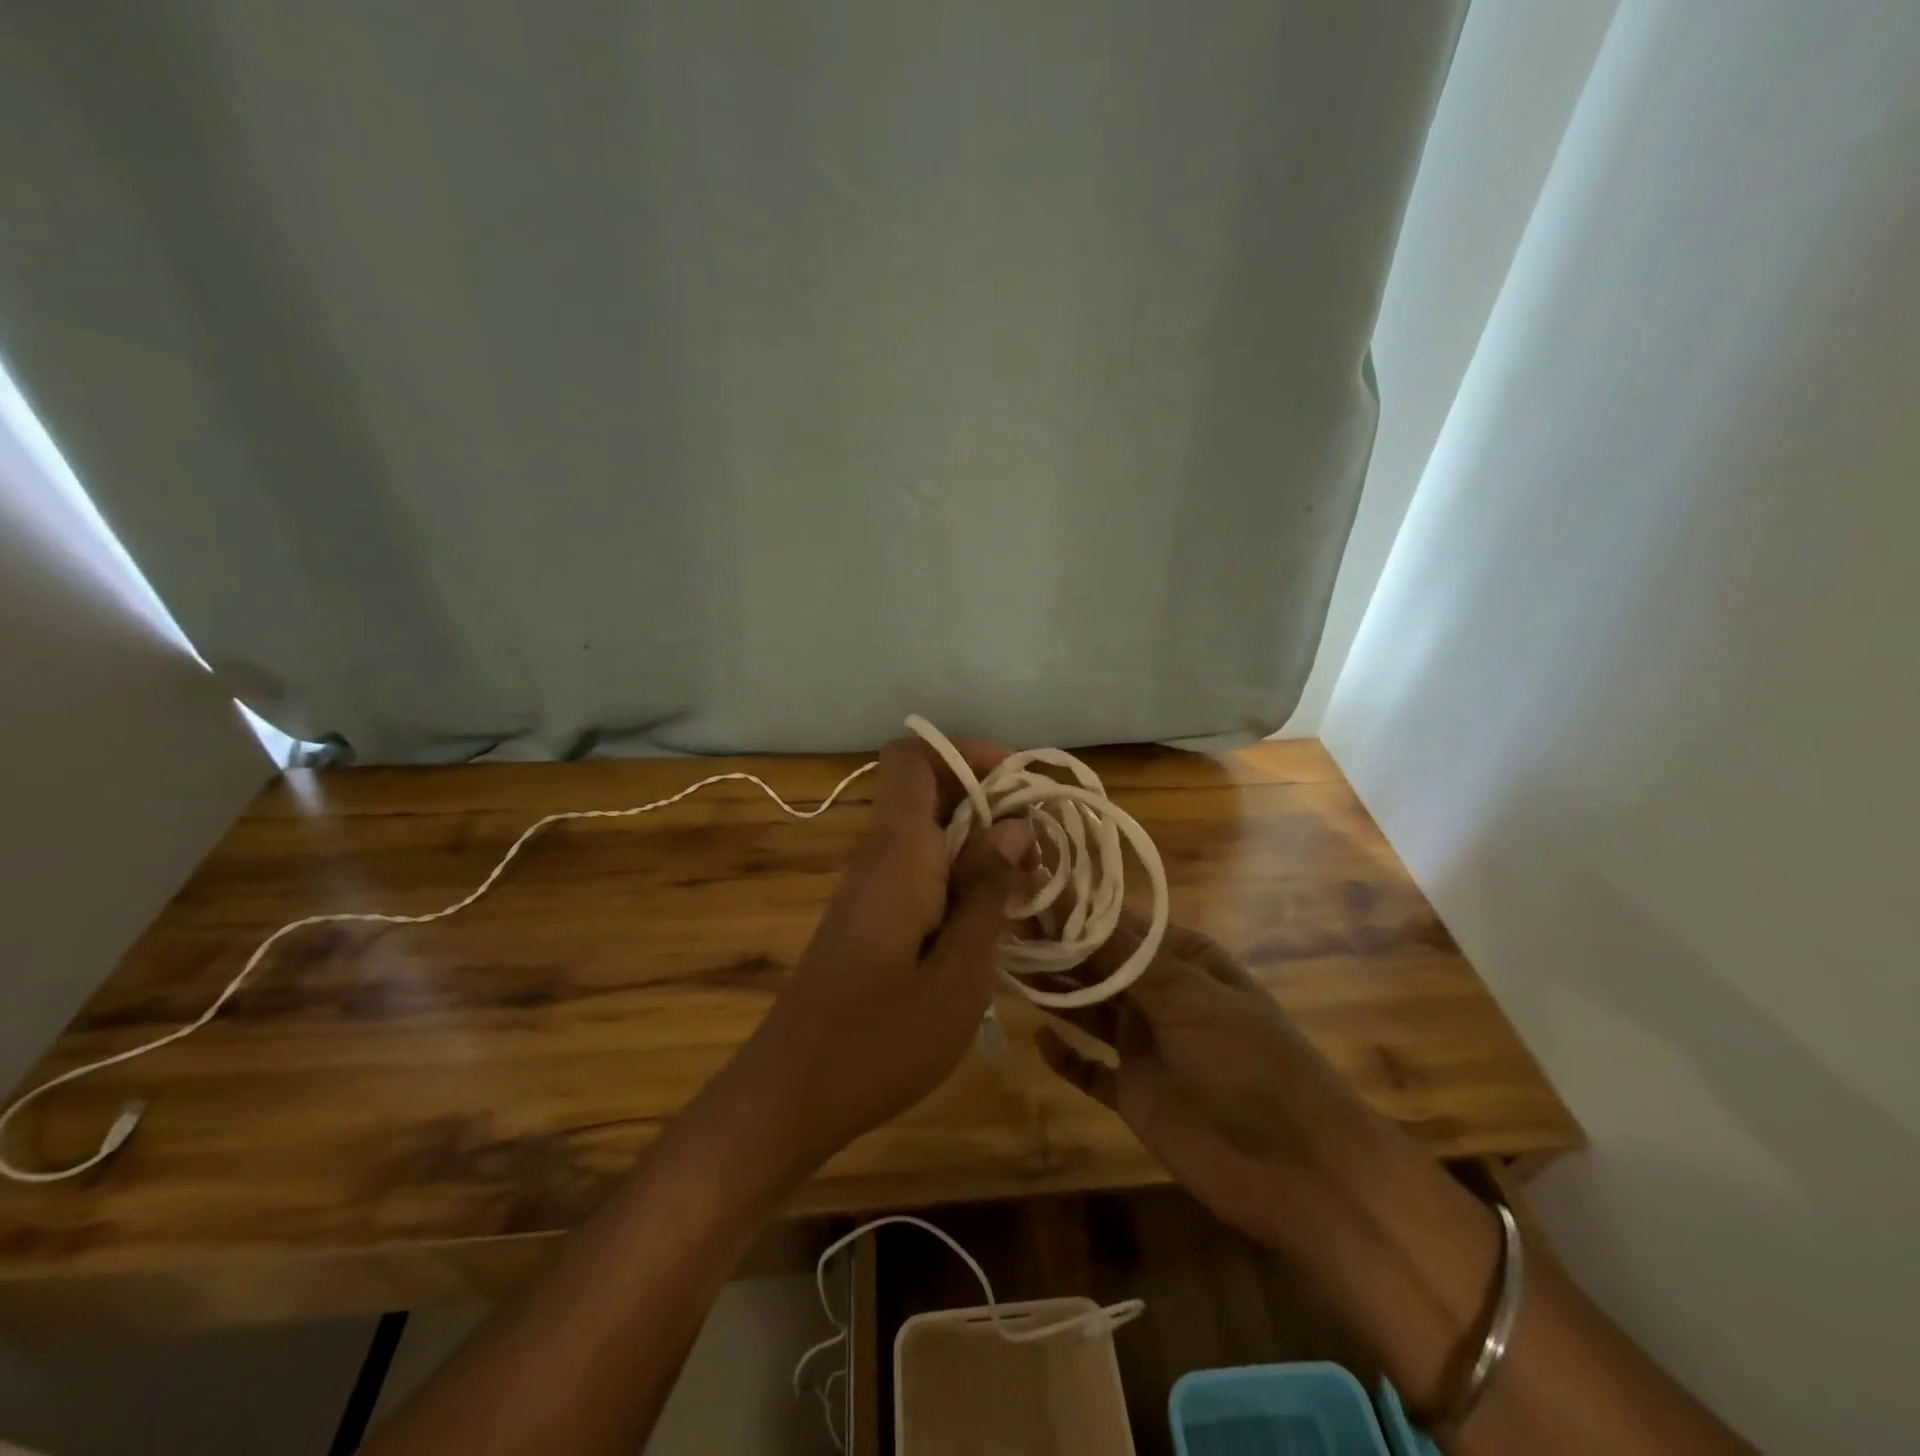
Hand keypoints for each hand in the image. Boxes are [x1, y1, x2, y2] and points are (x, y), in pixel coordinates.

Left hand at [741, 736, 1033, 1168]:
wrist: (793, 1092)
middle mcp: (879, 855)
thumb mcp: (959, 970)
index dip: (965, 753)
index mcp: (898, 852)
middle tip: (1040, 851)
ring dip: (979, 845)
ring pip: (928, 833)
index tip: (1019, 783)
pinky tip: (991, 921)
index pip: (912, 757)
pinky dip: (959, 877)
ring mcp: (870, 887)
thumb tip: (1015, 824)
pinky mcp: (869, 917)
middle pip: (928, 791)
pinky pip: (919, 870)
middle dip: (989, 803)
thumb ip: (987, 889)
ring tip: (1028, 886)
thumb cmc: (882, 1037)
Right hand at [1035, 917, 1379, 1246]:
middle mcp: (1161, 995)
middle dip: (1055, 946)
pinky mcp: (1135, 1094)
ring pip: (1088, 1010)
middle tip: (1000, 923)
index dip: (1073, 907)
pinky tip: (1037, 1039)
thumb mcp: (1187, 997)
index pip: (1117, 923)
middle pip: (1097, 963)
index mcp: (1183, 959)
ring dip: (1054, 992)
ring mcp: (1146, 1045)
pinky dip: (1066, 1057)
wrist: (1298, 1169)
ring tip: (1005, 967)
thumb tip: (1068, 898)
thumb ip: (1121, 956)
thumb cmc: (1248, 1062)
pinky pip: (1091, 1070)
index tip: (1025, 888)